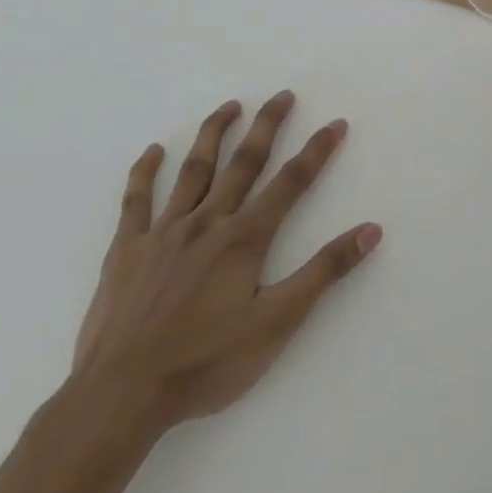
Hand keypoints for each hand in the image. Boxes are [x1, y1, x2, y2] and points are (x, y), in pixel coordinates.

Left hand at [71, 92, 381, 433]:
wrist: (120, 397)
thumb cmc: (206, 362)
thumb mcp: (278, 321)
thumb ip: (325, 271)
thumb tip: (371, 230)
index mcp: (245, 238)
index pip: (291, 182)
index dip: (317, 150)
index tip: (336, 123)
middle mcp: (207, 222)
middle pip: (244, 163)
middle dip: (267, 126)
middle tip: (283, 95)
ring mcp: (163, 233)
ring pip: (193, 171)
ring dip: (214, 134)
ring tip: (230, 106)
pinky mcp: (126, 251)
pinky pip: (136, 201)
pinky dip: (145, 172)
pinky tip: (155, 151)